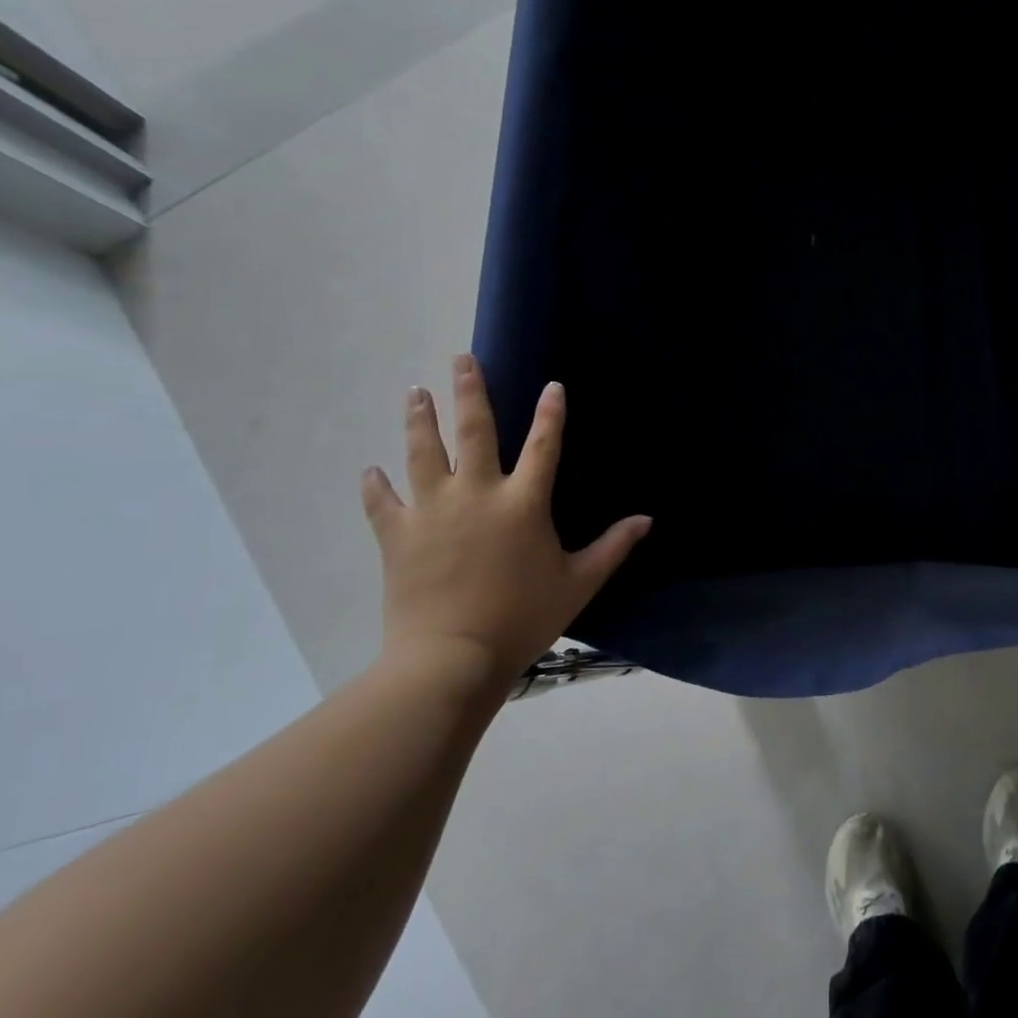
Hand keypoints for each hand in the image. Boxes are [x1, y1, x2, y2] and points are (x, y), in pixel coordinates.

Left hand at [361, 354, 649, 690]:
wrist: (450, 658)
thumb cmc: (522, 618)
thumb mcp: (578, 583)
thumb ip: (613, 547)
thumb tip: (647, 520)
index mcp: (524, 503)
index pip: (543, 445)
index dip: (550, 413)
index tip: (551, 385)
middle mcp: (477, 494)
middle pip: (473, 431)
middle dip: (468, 391)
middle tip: (461, 359)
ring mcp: (432, 511)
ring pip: (422, 453)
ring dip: (419, 419)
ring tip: (415, 392)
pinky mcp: (397, 536)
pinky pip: (382, 503)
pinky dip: (376, 486)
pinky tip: (371, 472)